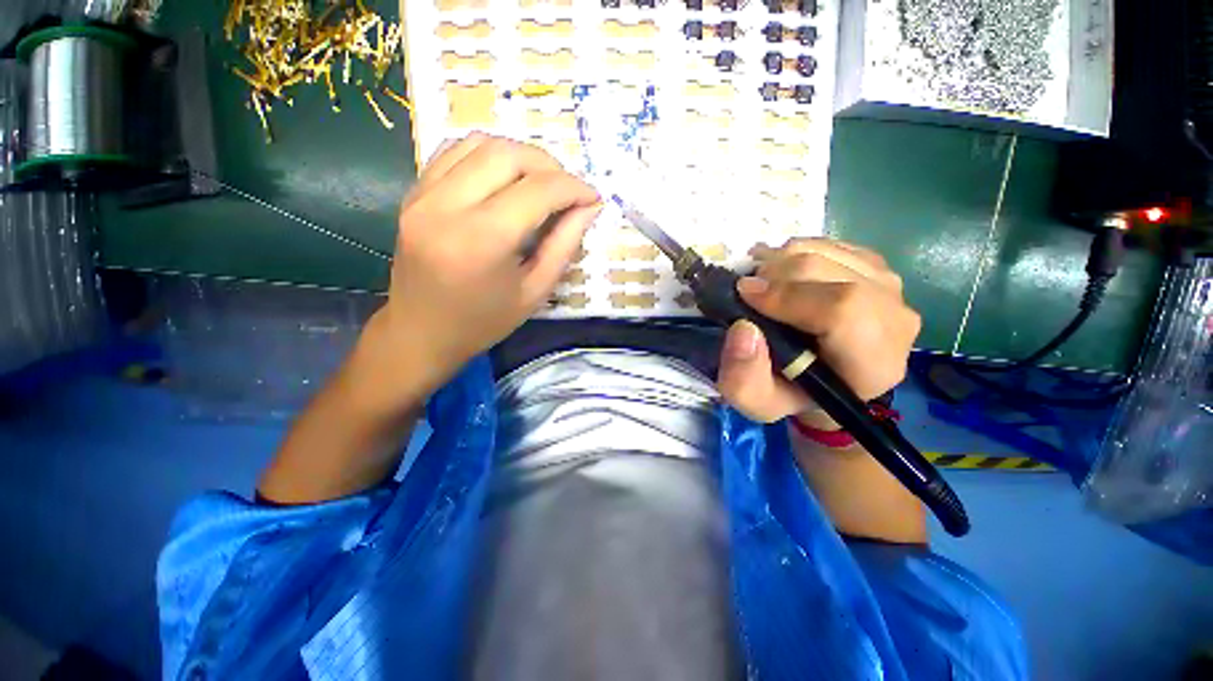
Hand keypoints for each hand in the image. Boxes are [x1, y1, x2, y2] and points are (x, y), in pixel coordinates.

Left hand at [370, 133, 601, 403]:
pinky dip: (488, 155)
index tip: (592, 197)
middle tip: (568, 189)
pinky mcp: (413, 193)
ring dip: (519, 155)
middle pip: (507, 154)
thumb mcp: (535, 292)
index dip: (573, 187)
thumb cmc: (483, 322)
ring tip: (540, 182)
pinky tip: (504, 178)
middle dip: (549, 165)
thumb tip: (589, 207)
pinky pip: (454, 152)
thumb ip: (564, 245)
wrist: (421, 332)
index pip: (537, 190)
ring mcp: (423, 195)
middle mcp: (447, 206)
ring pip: (479, 143)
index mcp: (482, 240)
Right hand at [716, 238, 920, 424]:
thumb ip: (744, 379)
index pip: (843, 311)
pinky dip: (793, 251)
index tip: (744, 294)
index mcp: (873, 363)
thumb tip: (743, 329)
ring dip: (779, 260)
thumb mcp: (758, 402)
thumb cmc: (792, 393)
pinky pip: (829, 244)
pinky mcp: (875, 266)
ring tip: (757, 280)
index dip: (788, 295)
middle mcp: (894, 319)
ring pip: (826, 251)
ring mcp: (888, 286)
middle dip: (775, 273)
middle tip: (744, 287)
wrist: (827, 378)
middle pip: (830, 271)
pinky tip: (778, 273)